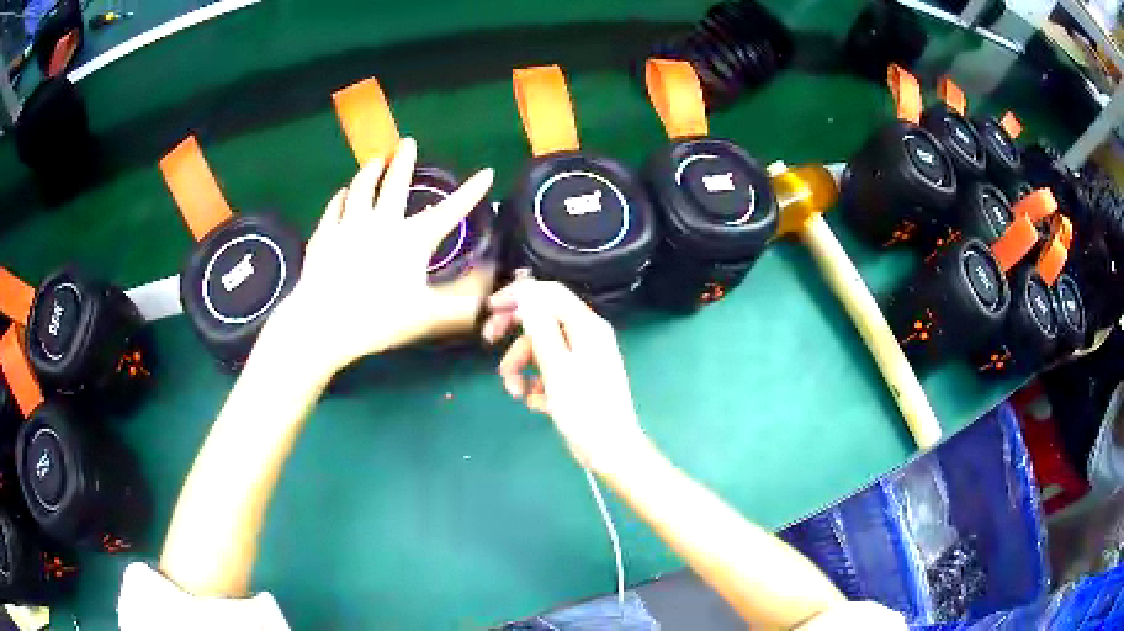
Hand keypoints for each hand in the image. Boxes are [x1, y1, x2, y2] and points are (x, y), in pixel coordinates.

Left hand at [276, 138, 494, 375]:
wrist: (322, 324)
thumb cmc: (378, 319)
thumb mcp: (429, 316)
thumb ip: (464, 307)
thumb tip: (497, 300)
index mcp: (412, 239)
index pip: (449, 211)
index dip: (470, 192)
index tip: (486, 172)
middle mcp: (381, 223)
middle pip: (394, 183)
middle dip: (405, 161)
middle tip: (407, 142)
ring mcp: (348, 225)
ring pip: (361, 188)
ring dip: (370, 171)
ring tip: (376, 160)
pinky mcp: (324, 236)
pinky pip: (334, 208)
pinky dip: (341, 196)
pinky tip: (342, 193)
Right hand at [482, 280, 648, 472]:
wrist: (610, 450)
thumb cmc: (584, 409)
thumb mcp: (556, 367)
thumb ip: (541, 328)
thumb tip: (527, 295)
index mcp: (586, 326)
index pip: (550, 293)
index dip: (518, 295)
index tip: (490, 308)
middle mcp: (586, 337)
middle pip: (542, 321)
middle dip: (515, 335)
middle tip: (488, 341)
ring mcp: (582, 360)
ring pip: (541, 350)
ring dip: (521, 367)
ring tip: (516, 392)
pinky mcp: (576, 381)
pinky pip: (548, 372)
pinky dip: (536, 385)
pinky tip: (536, 404)